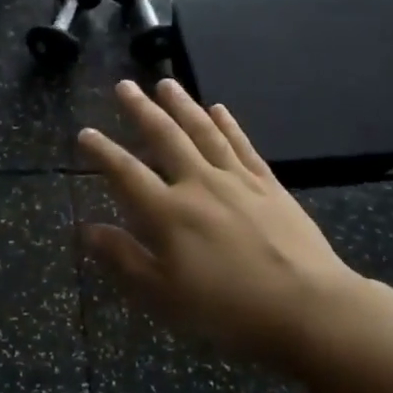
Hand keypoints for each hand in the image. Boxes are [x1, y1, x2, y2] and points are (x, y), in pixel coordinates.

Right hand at [78, 79, 366, 371]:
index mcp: (168, 213)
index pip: (126, 173)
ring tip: (166, 83)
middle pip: (165, 138)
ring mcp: (237, 180)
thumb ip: (124, 258)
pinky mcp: (268, 185)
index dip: (103, 152)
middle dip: (141, 110)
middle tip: (125, 85)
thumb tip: (87, 229)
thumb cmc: (227, 309)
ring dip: (182, 105)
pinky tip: (219, 109)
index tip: (85, 132)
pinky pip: (242, 145)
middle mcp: (199, 184)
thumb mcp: (163, 296)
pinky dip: (228, 124)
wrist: (307, 307)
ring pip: (203, 132)